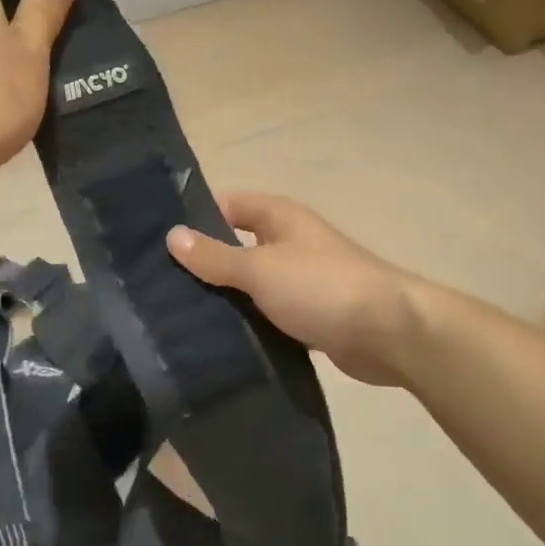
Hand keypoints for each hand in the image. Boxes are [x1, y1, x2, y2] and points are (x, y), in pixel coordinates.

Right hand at [167, 193, 417, 385]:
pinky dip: (247, 324)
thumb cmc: (322, 287)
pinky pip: (267, 314)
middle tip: (156, 287)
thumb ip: (216, 256)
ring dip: (224, 298)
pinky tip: (215, 340)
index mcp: (279, 217)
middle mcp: (289, 242)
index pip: (227, 205)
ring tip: (175, 317)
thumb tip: (172, 235)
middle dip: (204, 263)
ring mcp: (300, 281)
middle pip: (236, 245)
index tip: (155, 242)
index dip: (194, 218)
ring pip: (251, 284)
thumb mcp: (261, 268)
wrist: (389, 333)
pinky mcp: (308, 316)